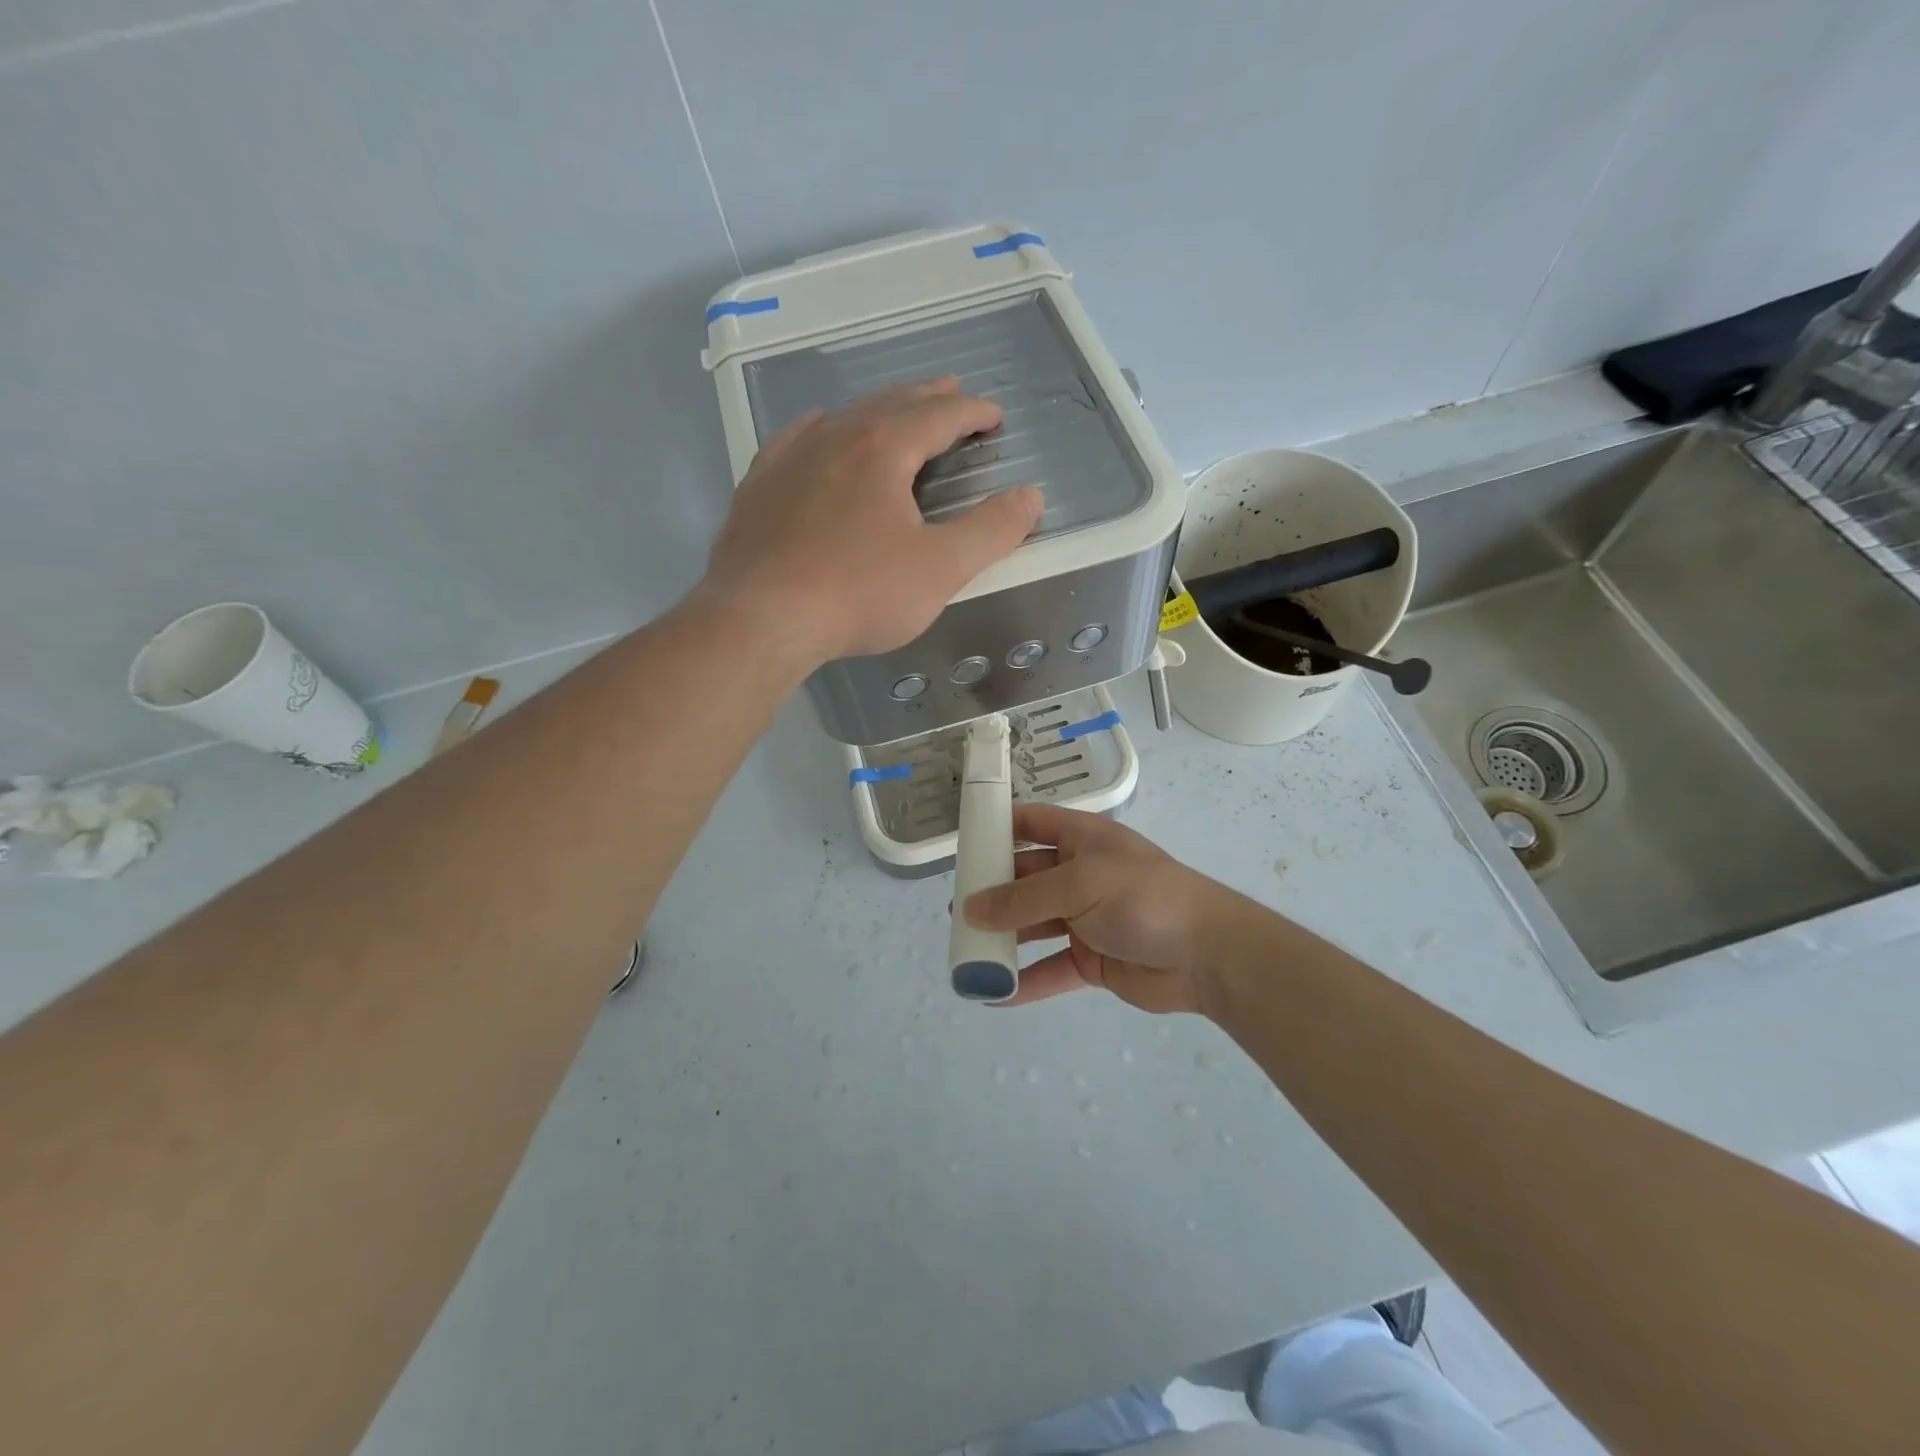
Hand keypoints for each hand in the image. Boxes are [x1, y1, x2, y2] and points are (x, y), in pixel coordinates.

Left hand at [700, 378, 1042, 663]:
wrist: (760, 618)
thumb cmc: (858, 593)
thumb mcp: (940, 568)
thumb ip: (991, 530)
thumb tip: (1030, 497)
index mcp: (884, 448)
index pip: (940, 416)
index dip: (973, 413)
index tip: (995, 415)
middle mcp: (836, 436)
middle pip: (892, 404)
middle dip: (929, 400)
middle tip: (954, 394)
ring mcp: (791, 457)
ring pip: (845, 417)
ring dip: (880, 410)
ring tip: (898, 412)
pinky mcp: (759, 485)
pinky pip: (798, 439)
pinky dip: (824, 429)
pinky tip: (821, 431)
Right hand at [963, 803, 1228, 1013]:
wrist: (1209, 955)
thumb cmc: (1144, 898)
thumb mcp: (1080, 885)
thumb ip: (1023, 898)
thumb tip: (970, 909)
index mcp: (1082, 840)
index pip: (1032, 823)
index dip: (998, 827)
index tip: (962, 843)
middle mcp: (1080, 875)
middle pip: (1025, 878)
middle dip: (992, 892)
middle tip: (955, 911)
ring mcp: (1086, 919)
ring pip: (1033, 926)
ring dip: (1003, 938)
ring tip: (965, 952)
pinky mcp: (1092, 960)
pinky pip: (1050, 969)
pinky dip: (1025, 981)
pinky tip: (994, 994)